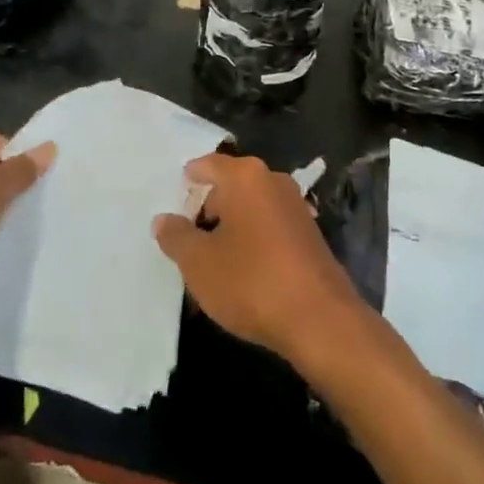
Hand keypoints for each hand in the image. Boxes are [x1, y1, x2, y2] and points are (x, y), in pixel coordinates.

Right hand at [153, 153, 370, 367]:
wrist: (319, 318)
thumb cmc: (251, 281)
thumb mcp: (199, 263)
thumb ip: (176, 237)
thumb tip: (163, 219)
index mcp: (245, 177)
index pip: (207, 165)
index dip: (188, 180)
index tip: (175, 197)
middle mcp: (273, 181)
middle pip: (231, 184)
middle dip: (209, 206)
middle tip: (187, 234)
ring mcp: (296, 206)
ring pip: (252, 207)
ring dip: (232, 226)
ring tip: (211, 257)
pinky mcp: (310, 234)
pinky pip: (270, 226)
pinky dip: (253, 239)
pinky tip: (243, 269)